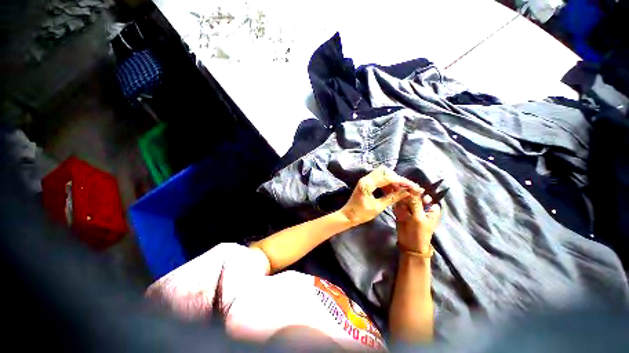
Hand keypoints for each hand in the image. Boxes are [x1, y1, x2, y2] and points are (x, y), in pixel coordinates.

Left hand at [340, 166, 419, 224]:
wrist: (347, 216)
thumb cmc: (361, 214)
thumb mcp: (378, 207)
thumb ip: (392, 198)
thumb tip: (406, 193)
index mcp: (368, 184)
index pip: (388, 178)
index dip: (402, 182)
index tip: (413, 186)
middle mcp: (366, 179)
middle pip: (385, 171)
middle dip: (397, 178)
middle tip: (406, 188)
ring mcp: (365, 180)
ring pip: (382, 174)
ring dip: (392, 180)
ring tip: (402, 190)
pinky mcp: (366, 183)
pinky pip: (378, 179)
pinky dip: (387, 183)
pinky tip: (393, 190)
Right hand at [394, 191, 441, 253]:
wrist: (409, 245)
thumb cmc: (419, 232)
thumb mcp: (419, 217)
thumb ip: (416, 202)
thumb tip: (413, 188)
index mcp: (431, 207)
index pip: (423, 194)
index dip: (415, 191)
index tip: (407, 189)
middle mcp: (421, 206)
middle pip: (412, 195)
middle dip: (406, 196)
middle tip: (402, 200)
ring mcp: (411, 208)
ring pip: (404, 199)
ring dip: (401, 202)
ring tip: (401, 211)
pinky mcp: (403, 211)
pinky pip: (398, 205)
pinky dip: (397, 207)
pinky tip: (398, 213)